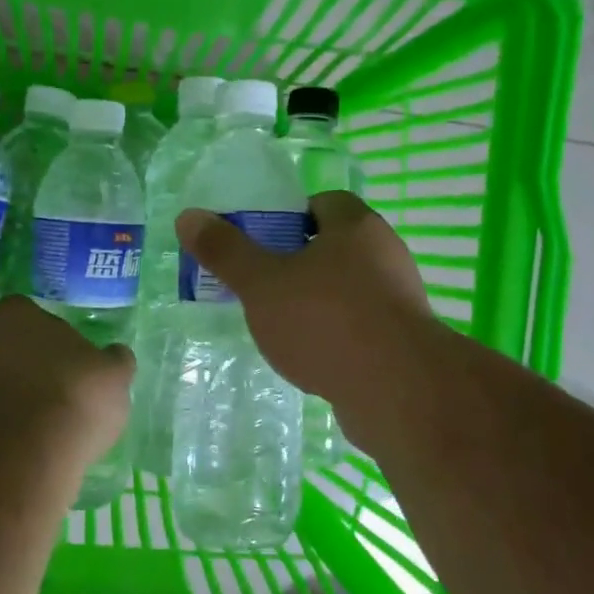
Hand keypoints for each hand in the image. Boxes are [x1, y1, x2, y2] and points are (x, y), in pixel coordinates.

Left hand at [0, 296, 134, 465]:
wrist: (27, 451)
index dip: (41, 333)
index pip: (23, 311)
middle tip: (34, 378)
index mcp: (15, 313)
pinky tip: (9, 435)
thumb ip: (113, 360)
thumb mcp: (114, 375)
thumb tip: (116, 354)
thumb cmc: (75, 395)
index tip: (59, 355)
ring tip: (21, 412)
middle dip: (3, 353)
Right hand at [174, 192, 435, 436]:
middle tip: (264, 283)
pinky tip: (312, 358)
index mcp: (356, 227)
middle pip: (337, 246)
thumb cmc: (325, 320)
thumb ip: (226, 251)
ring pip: (350, 289)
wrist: (397, 390)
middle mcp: (386, 254)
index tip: (264, 241)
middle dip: (301, 262)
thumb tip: (188, 216)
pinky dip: (337, 335)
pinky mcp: (405, 341)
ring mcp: (400, 300)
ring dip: (319, 301)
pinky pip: (362, 326)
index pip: (325, 202)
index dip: (292, 216)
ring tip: (281, 324)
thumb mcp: (262, 283)